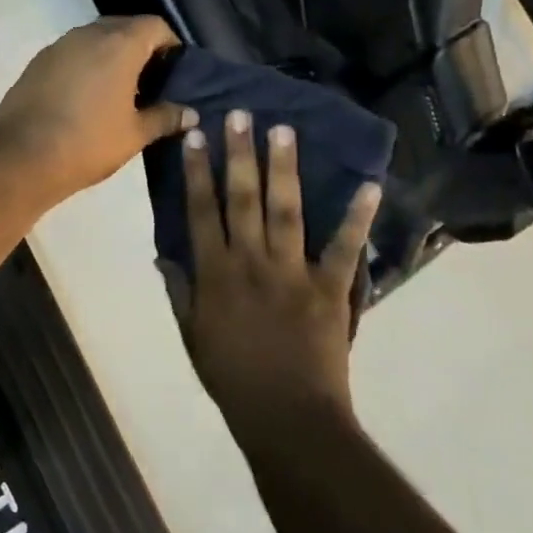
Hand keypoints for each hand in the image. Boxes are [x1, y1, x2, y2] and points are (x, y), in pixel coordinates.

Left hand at [0, 17, 194, 201]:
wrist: (22, 157)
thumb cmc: (88, 143)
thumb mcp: (134, 134)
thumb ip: (165, 118)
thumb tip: (190, 114)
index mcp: (119, 45)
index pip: (154, 25)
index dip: (169, 42)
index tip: (175, 68)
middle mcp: (87, 35)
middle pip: (123, 26)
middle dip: (140, 46)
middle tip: (151, 79)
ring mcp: (58, 46)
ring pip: (93, 38)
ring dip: (109, 54)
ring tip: (119, 89)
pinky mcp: (37, 62)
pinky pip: (70, 53)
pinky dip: (84, 64)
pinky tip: (86, 96)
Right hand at [180, 109, 380, 451]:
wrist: (287, 418)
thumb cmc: (232, 377)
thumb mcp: (191, 335)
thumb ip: (179, 291)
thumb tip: (163, 255)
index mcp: (215, 272)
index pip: (201, 211)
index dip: (197, 171)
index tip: (195, 135)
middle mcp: (251, 261)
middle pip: (243, 198)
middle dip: (240, 153)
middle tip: (240, 114)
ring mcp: (293, 272)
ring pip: (286, 210)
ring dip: (284, 168)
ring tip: (285, 130)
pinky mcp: (330, 288)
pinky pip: (344, 248)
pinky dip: (357, 217)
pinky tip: (369, 185)